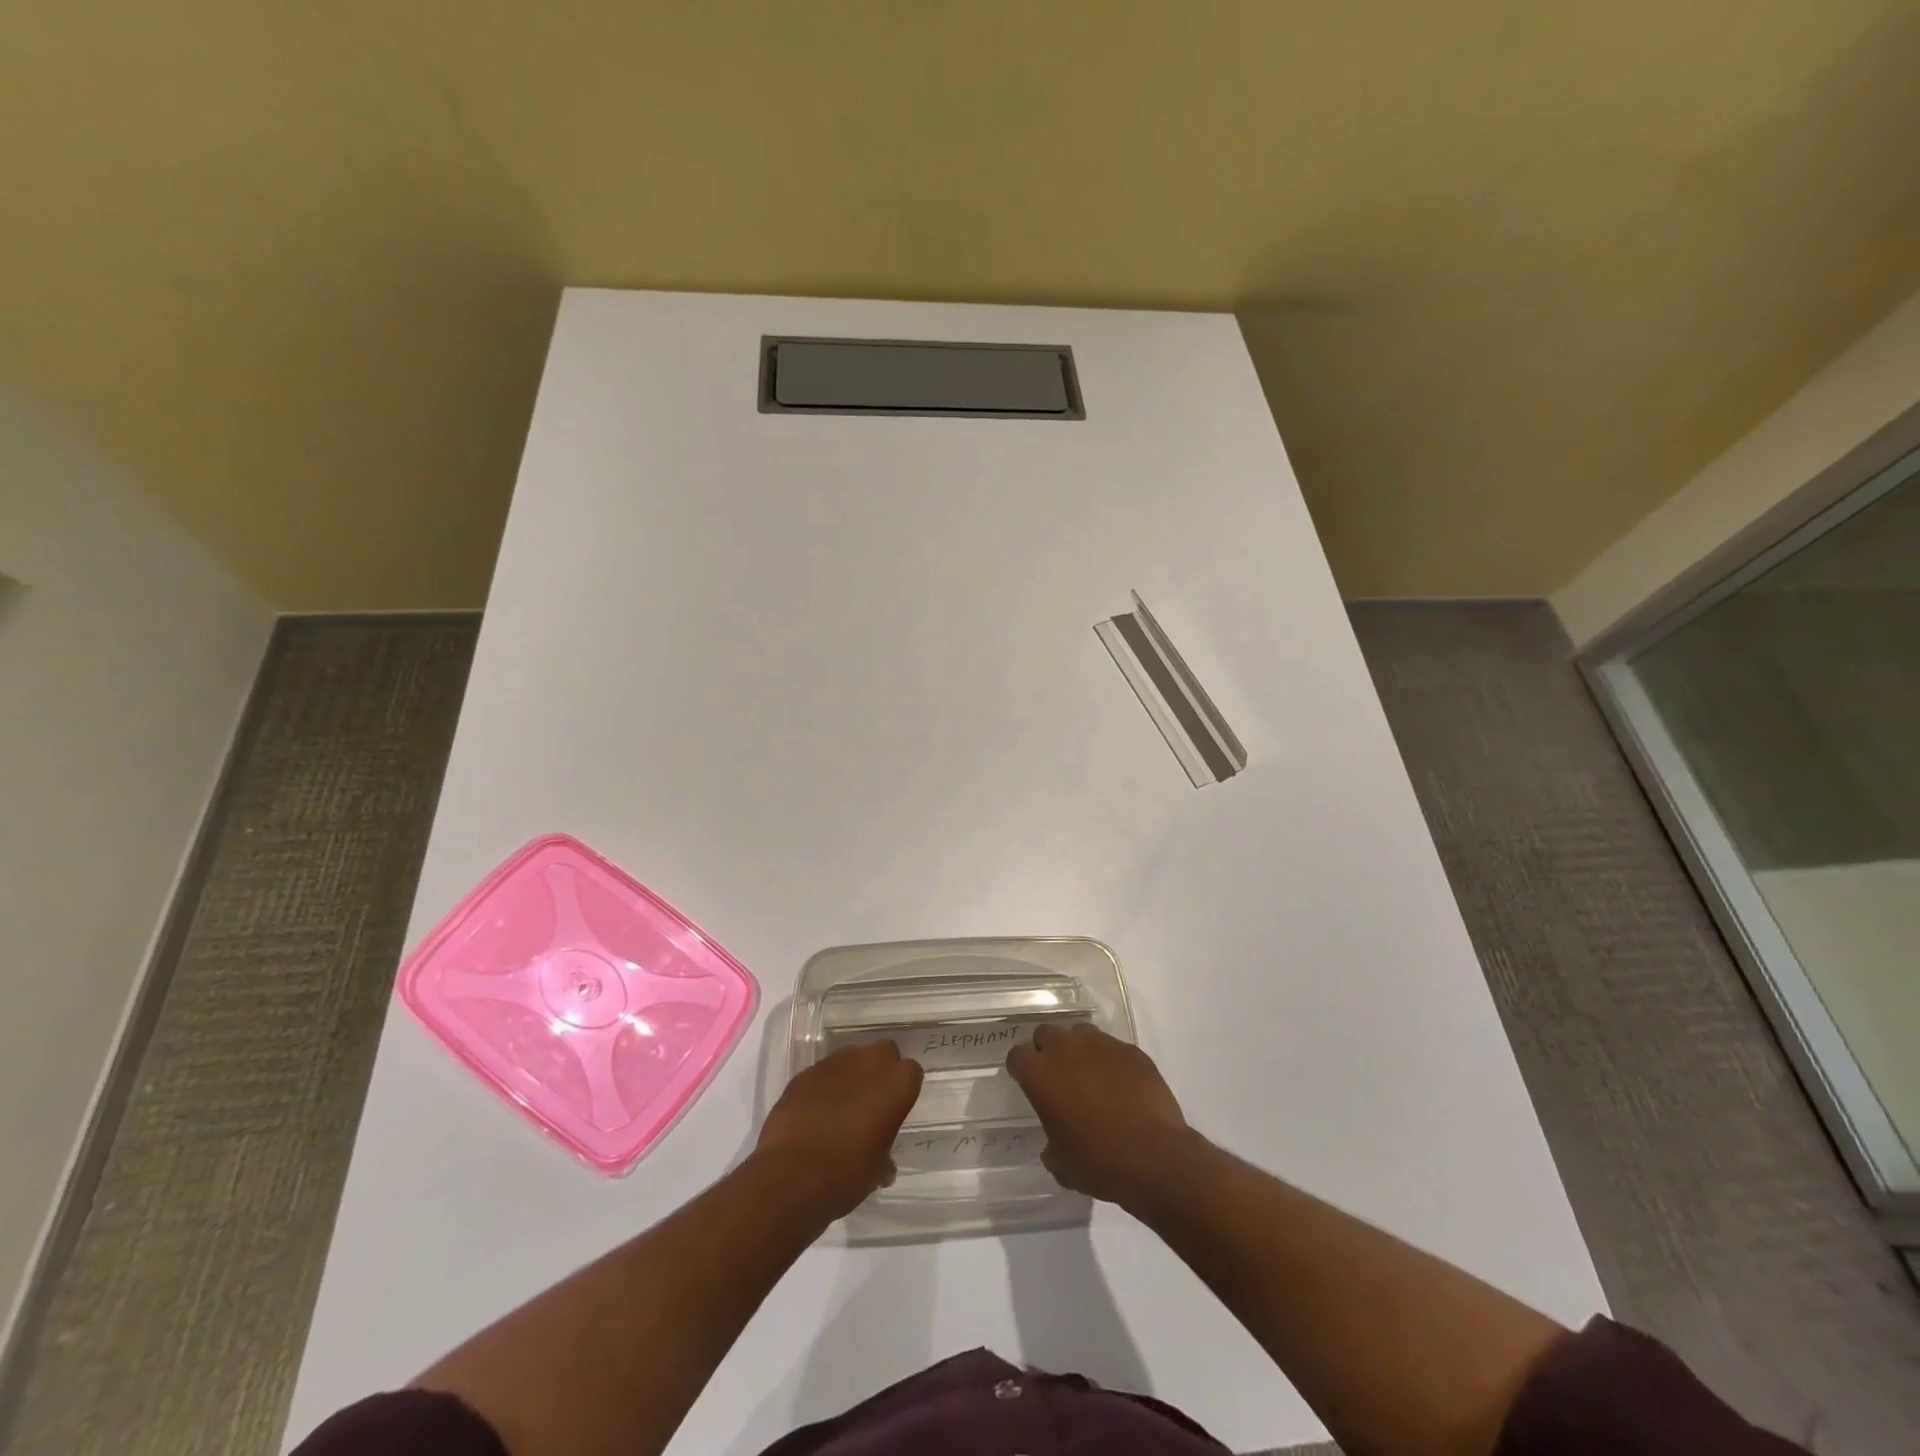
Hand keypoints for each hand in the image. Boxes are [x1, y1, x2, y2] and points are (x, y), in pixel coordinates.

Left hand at [755, 1042, 923, 1218]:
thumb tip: (883, 1162)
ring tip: (841, 1103)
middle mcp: (869, 1064)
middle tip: (872, 1099)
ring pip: (851, 1056)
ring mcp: (834, 1064)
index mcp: (896, 1086)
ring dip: (851, 1073)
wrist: (792, 1177)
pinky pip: (822, 1072)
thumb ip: (883, 1152)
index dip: (904, 1088)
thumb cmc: (846, 1175)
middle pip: (883, 1051)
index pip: (911, 1071)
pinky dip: (823, 1085)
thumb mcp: (876, 1170)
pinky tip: (815, 1110)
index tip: (896, 1106)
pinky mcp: (805, 1073)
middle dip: (880, 1069)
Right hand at [1007, 1023, 1197, 1207]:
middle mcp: (1066, 1049)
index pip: (1017, 1056)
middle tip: (1058, 1076)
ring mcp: (1101, 1045)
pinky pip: (1113, 1048)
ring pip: (1080, 1034)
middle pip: (1047, 1034)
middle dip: (1048, 1050)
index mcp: (1040, 1074)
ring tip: (1090, 1076)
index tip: (1027, 1082)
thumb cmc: (1098, 1162)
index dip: (1021, 1068)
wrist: (1153, 1157)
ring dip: (1079, 1050)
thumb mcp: (1061, 1164)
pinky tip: (1122, 1085)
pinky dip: (1111, 1061)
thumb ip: (1051, 1144)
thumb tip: (1054, 1143)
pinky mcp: (1131, 1050)